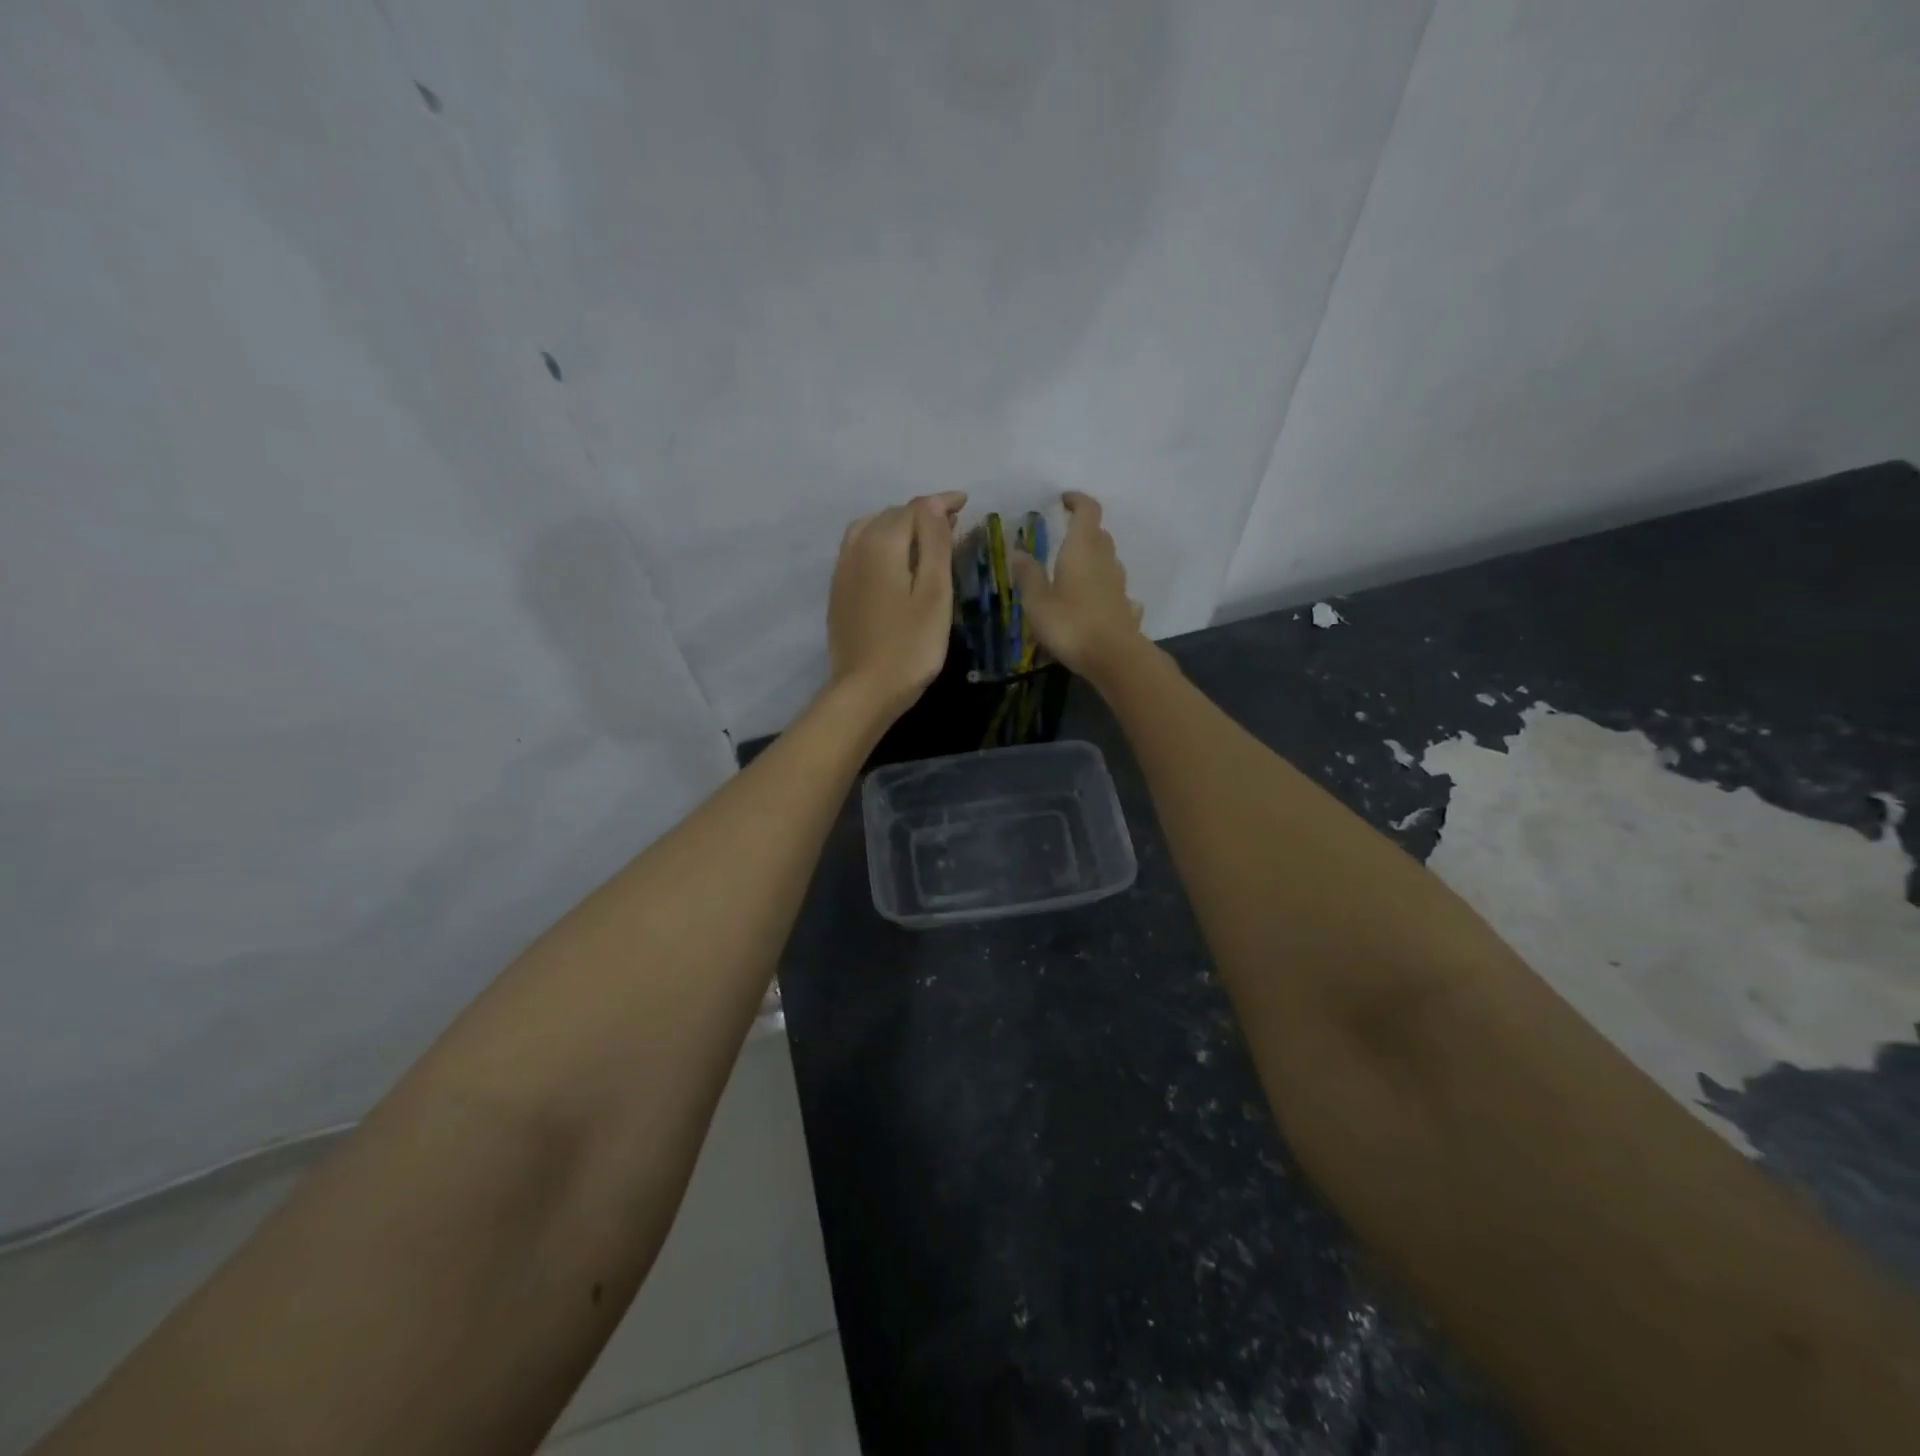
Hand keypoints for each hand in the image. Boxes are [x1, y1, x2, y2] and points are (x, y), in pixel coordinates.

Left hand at [827, 492, 965, 718]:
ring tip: (922, 539)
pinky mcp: (839, 593)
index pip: (914, 509)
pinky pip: (858, 551)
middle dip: (921, 514)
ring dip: (898, 527)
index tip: (965, 502)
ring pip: (869, 530)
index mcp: (882, 545)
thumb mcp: (934, 594)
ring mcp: (842, 572)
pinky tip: (893, 562)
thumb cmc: (910, 646)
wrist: (865, 691)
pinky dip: (880, 544)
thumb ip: (934, 544)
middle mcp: (856, 549)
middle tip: (951, 524)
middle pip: (890, 516)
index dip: (940, 503)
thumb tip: (933, 504)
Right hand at [1010, 491, 1145, 679]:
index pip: (1087, 511)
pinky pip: (1114, 589)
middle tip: (1063, 536)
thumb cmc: (1070, 624)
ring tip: (1072, 570)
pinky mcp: (1125, 607)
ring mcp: (1119, 584)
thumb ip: (1028, 575)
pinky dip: (1103, 587)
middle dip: (1083, 529)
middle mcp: (1105, 560)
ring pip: (1108, 560)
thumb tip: (1019, 551)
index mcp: (1081, 549)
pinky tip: (1094, 601)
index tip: (1063, 500)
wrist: (1114, 658)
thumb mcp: (1038, 601)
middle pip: (1099, 534)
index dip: (1077, 500)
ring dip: (1093, 558)